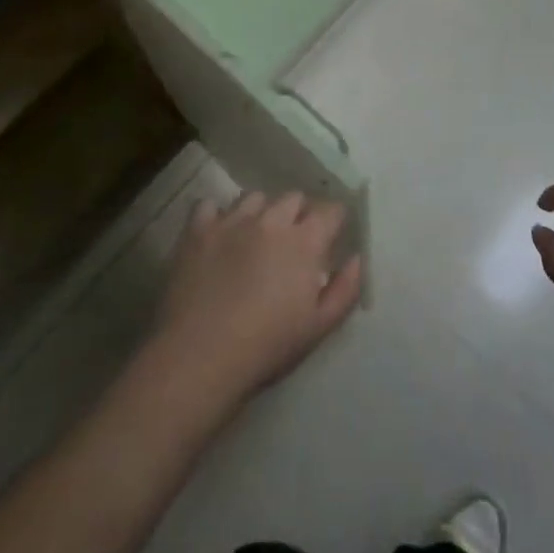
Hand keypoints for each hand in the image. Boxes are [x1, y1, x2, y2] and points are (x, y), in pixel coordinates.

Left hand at [150, 191, 362, 406]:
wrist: (200, 355)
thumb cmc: (267, 346)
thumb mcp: (319, 327)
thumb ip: (345, 289)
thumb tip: (356, 258)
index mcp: (304, 242)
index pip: (330, 210)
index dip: (333, 221)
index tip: (330, 235)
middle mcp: (270, 221)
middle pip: (293, 197)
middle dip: (299, 213)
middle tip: (293, 240)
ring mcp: (231, 221)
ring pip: (254, 198)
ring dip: (261, 212)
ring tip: (255, 236)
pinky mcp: (197, 229)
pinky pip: (209, 205)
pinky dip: (217, 215)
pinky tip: (217, 235)